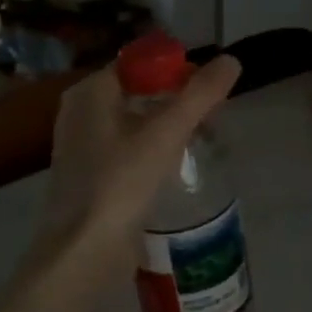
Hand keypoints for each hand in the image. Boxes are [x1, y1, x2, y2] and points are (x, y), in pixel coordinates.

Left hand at [34, 56, 243, 271]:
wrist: (83, 251)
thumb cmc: (121, 182)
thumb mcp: (166, 133)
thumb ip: (200, 95)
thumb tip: (231, 60)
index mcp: (90, 93)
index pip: (138, 64)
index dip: (176, 69)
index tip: (210, 88)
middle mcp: (80, 113)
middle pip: (138, 92)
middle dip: (177, 99)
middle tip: (213, 116)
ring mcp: (83, 147)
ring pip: (134, 122)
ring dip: (168, 125)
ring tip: (203, 139)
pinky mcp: (91, 176)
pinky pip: (128, 149)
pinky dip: (154, 149)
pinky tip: (177, 165)